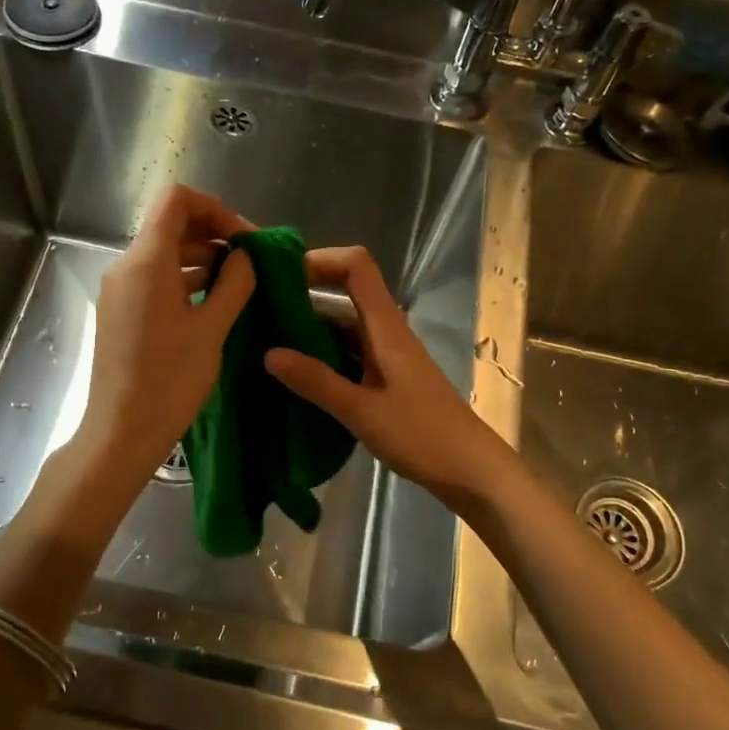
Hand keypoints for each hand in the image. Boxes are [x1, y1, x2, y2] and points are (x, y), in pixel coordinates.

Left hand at [75, 185, 255, 484]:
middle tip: (250, 261)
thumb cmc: (170, 380)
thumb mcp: (212, 329)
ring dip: (201, 258)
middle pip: (170, 225)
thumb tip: (245, 256)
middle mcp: (126, 267)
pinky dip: (184, 280)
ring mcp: (119, 291)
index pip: (176, 200)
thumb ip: (234, 283)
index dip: (215, 208)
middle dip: (213, 234)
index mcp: (146, 262)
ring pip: (163, 254)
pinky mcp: (119, 313)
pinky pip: (154, 280)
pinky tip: (212, 302)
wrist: (121, 432)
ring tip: (238, 283)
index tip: (244, 238)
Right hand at [264, 247, 513, 509]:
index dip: (320, 259)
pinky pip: (348, 355)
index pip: (356, 266)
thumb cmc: (422, 435)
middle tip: (257, 315)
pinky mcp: (386, 379)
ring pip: (343, 328)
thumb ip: (316, 381)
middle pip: (344, 295)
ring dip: (309, 331)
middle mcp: (386, 333)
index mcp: (386, 327)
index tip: (280, 277)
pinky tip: (296, 377)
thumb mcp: (363, 411)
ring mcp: (387, 356)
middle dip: (302, 297)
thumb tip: (269, 353)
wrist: (471, 470)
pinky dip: (322, 358)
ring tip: (265, 344)